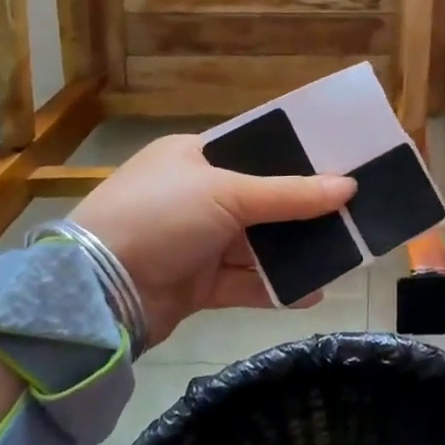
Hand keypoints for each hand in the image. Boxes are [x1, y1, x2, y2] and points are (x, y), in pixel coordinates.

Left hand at [70, 135, 354, 349]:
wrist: (95, 294)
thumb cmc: (160, 217)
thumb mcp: (228, 195)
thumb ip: (291, 194)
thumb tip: (350, 187)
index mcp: (193, 157)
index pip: (253, 150)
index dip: (295, 158)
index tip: (338, 164)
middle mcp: (194, 195)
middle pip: (261, 199)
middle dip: (302, 209)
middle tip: (350, 211)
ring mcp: (195, 241)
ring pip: (256, 243)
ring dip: (293, 251)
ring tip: (341, 252)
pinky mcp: (196, 283)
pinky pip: (245, 282)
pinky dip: (275, 287)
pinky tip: (312, 291)